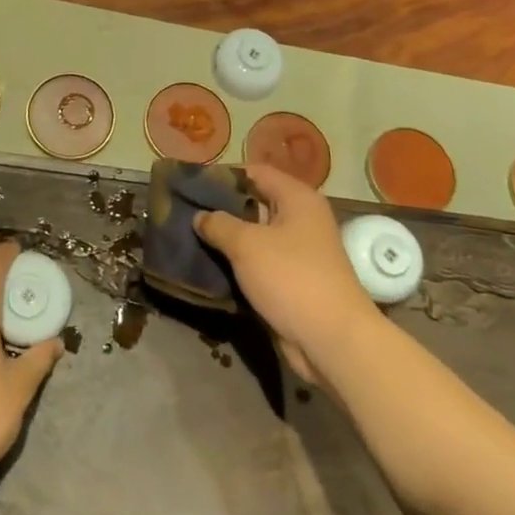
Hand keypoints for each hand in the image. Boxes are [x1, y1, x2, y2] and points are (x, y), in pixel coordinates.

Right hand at [193, 164, 377, 384]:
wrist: (332, 341)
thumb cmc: (291, 278)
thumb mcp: (247, 245)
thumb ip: (218, 224)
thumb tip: (199, 216)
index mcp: (297, 198)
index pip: (254, 172)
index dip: (222, 175)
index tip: (191, 183)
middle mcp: (300, 219)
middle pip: (253, 203)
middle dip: (220, 208)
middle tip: (183, 211)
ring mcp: (297, 251)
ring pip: (253, 236)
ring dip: (226, 239)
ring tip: (188, 236)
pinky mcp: (291, 281)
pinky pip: (258, 263)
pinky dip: (236, 263)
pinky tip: (207, 265)